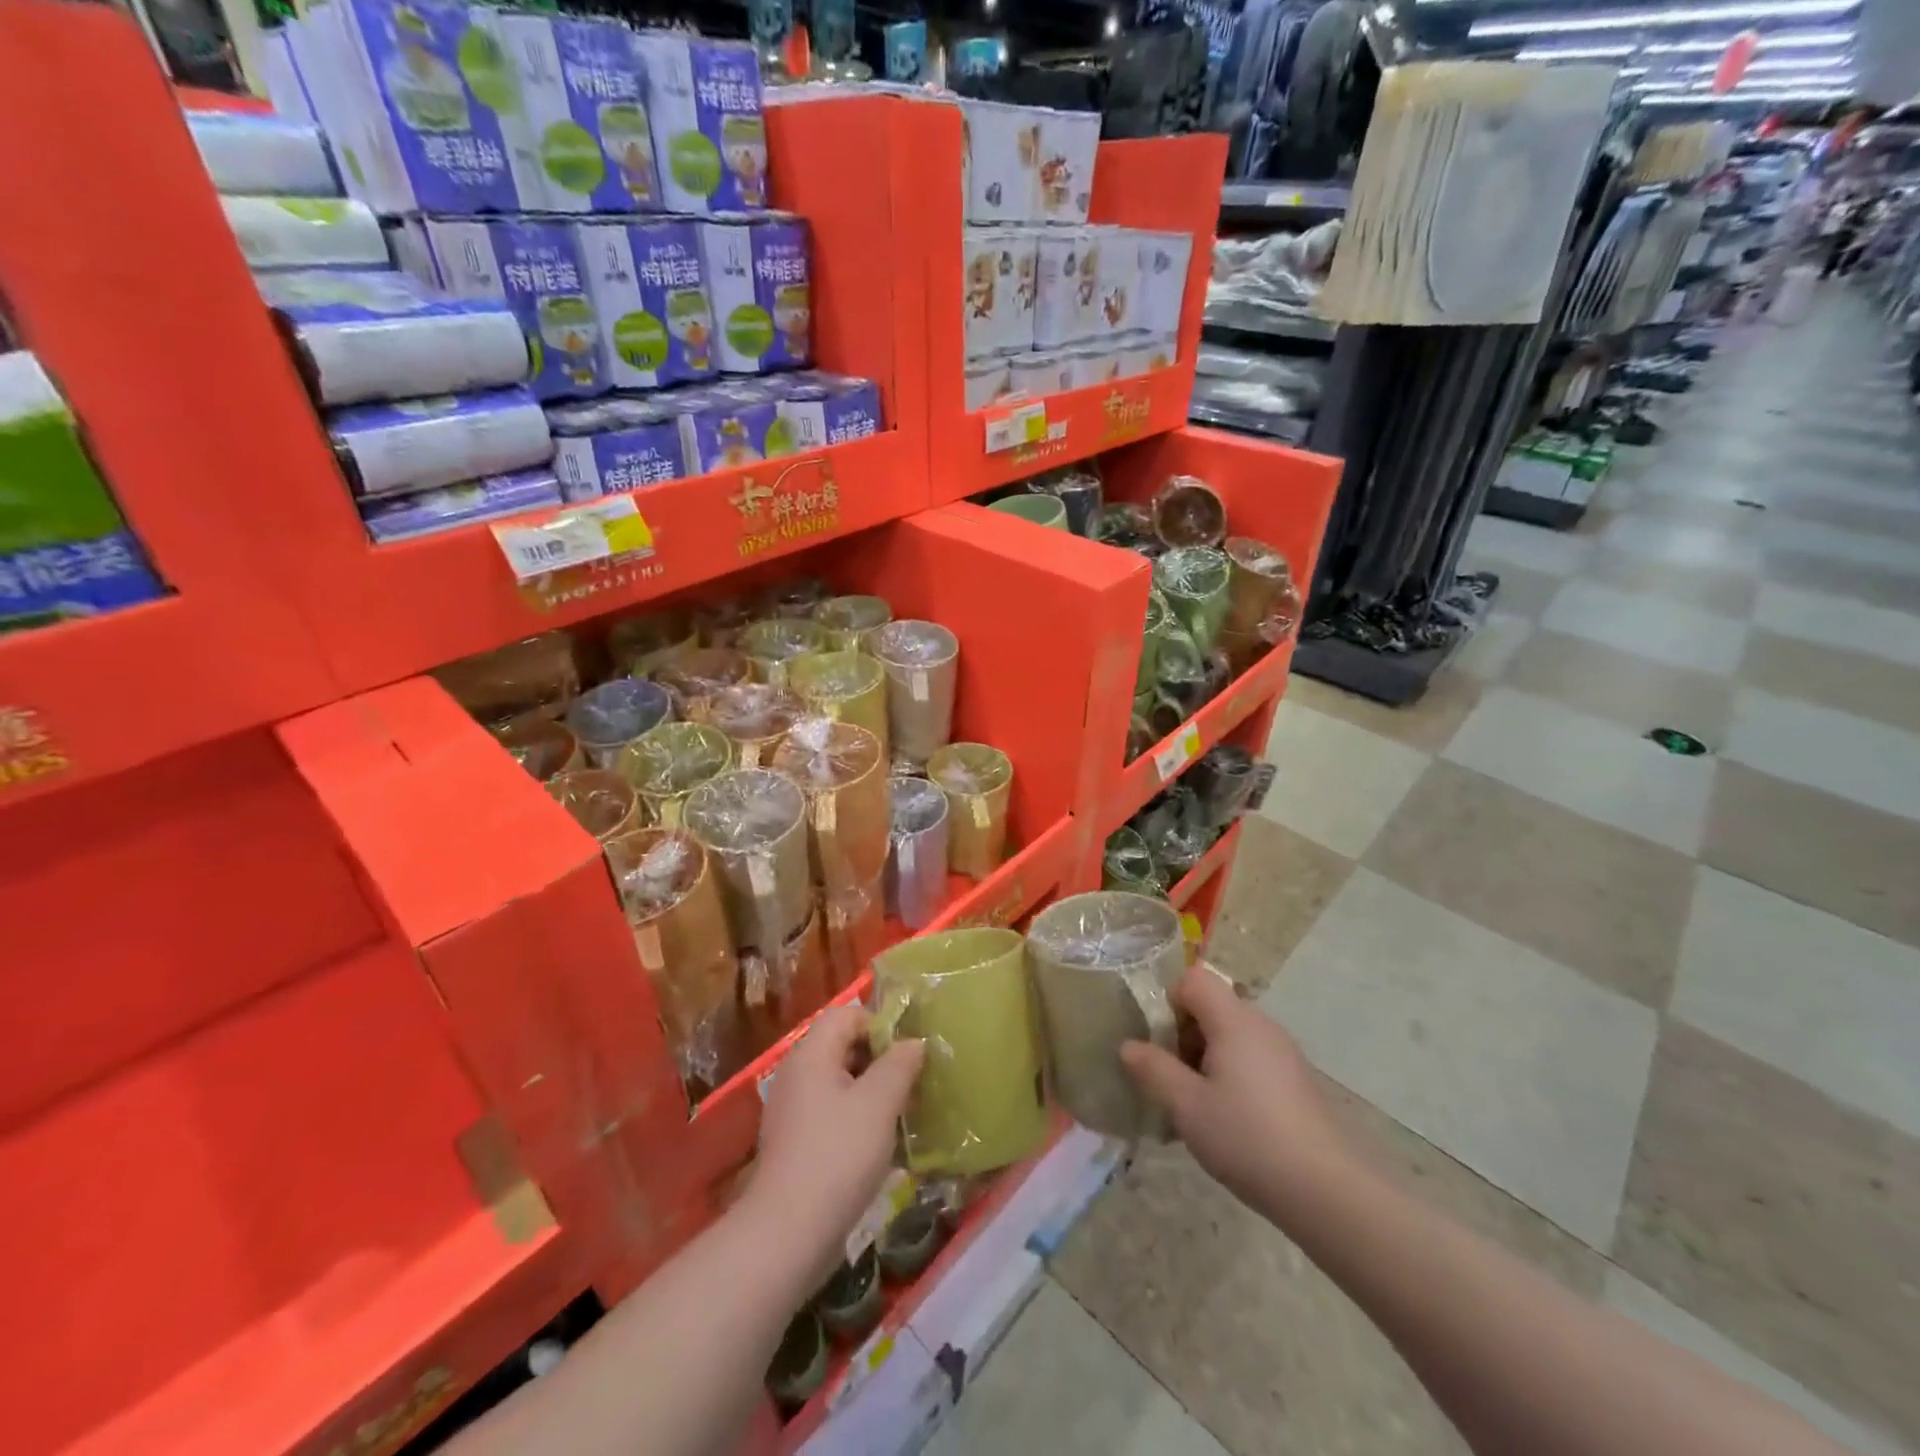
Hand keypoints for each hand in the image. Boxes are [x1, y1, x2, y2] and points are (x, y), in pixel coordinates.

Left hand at [747, 1007, 924, 1279]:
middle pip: (842, 1045)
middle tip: (910, 1086)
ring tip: (899, 1116)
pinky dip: (855, 1118)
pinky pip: (830, 1112)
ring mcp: (792, 1110)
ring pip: (839, 1082)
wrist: (788, 1234)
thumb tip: (914, 1042)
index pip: (847, 1014)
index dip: (880, 1025)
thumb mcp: (879, 1103)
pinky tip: (876, 1147)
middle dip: (879, 1060)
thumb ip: (900, 1064)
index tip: (906, 1056)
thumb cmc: (838, 1155)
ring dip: (871, 1092)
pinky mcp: (795, 1142)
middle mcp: (796, 1073)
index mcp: (812, 1054)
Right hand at [1121, 964, 1348, 1209]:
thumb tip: (1128, 1046)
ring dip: (1204, 1058)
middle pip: (1211, 1007)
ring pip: (1231, 1036)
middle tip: (1168, 1077)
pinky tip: (1226, 1120)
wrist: (1328, 1191)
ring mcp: (1283, 1053)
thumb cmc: (1247, 1138)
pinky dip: (1230, 1075)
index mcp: (1234, 1020)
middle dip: (1182, 1034)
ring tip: (1192, 1104)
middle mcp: (1261, 1025)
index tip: (1156, 1040)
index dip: (1167, 1000)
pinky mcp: (1296, 1081)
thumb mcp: (1187, 1106)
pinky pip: (1251, 1059)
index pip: (1193, 979)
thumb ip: (1154, 1069)